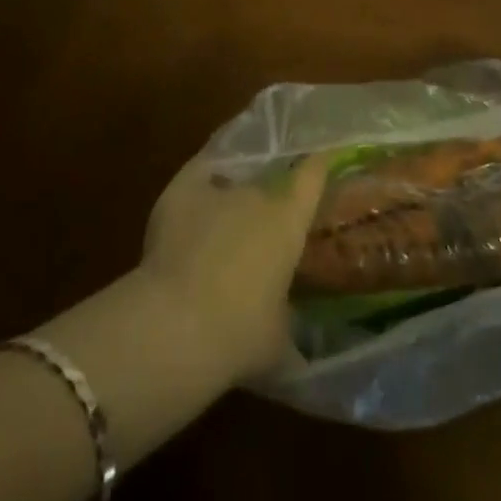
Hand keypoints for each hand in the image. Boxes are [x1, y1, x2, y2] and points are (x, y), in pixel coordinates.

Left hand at [139, 152, 330, 383]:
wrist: (176, 325)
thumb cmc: (239, 335)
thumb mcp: (277, 340)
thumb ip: (287, 322)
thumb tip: (294, 340)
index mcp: (288, 220)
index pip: (313, 173)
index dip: (318, 165)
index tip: (324, 160)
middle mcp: (257, 194)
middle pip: (267, 186)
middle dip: (265, 206)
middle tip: (259, 233)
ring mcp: (217, 189)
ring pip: (230, 184)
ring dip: (230, 203)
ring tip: (222, 228)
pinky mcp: (180, 191)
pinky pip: (197, 175)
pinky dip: (200, 185)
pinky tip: (194, 202)